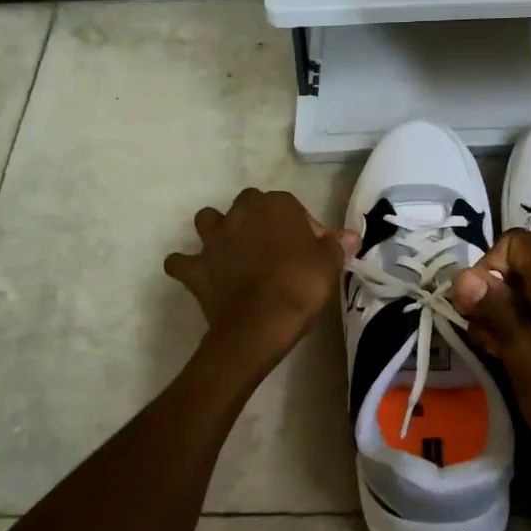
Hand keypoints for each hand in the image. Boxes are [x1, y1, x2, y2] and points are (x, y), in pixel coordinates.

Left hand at [164, 189, 357, 374]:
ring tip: (231, 252)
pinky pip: (181, 262)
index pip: (290, 206)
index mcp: (275, 205)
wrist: (260, 324)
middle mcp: (240, 213)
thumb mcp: (330, 264)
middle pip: (248, 205)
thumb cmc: (301, 287)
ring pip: (208, 221)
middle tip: (272, 250)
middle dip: (256, 221)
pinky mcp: (195, 268)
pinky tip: (199, 276)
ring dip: (217, 232)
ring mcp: (213, 240)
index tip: (308, 250)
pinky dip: (187, 266)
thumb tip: (350, 235)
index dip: (299, 226)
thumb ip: (336, 244)